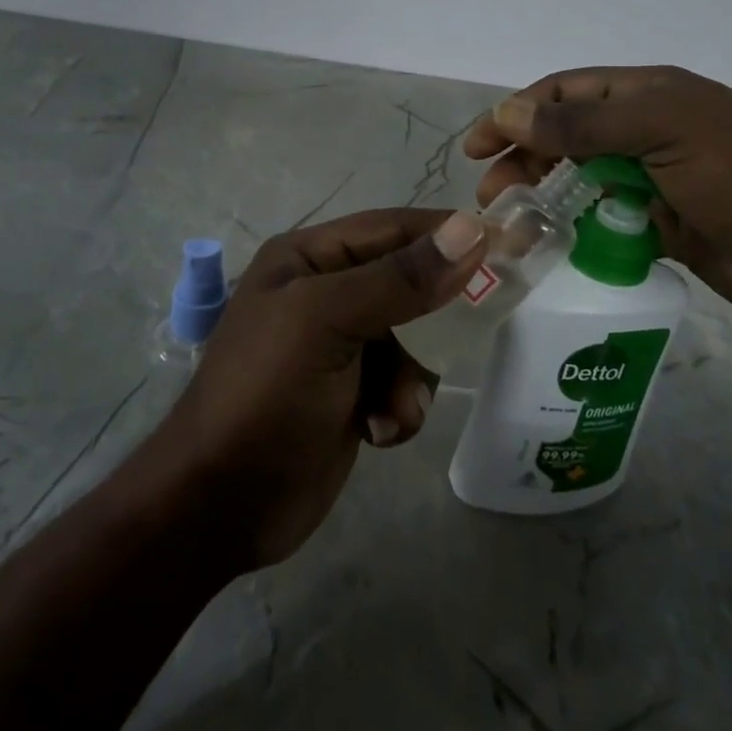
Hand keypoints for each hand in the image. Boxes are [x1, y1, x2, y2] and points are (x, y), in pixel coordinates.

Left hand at [142, 208, 485, 569]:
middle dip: (433, 317)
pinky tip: (377, 432)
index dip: (448, 232)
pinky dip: (399, 407)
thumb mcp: (327, 322)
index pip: (392, 227)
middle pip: (408, 283)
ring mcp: (339, 346)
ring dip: (412, 376)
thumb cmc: (266, 395)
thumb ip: (400, 278)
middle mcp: (325, 292)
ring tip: (392, 408)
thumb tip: (471, 227)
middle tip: (474, 328)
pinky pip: (402, 384)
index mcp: (309, 258)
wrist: (221, 504)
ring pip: (413, 339)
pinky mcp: (351, 393)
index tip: (510, 243)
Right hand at [464, 66, 731, 327]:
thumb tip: (509, 111)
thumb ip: (583, 122)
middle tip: (490, 193)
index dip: (518, 111)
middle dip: (523, 157)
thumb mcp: (660, 131)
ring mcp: (652, 176)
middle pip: (566, 135)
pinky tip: (550, 241)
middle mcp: (646, 128)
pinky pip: (602, 217)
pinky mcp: (658, 221)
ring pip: (580, 178)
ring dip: (543, 194)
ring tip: (512, 220)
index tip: (479, 144)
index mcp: (649, 93)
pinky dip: (574, 225)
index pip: (567, 91)